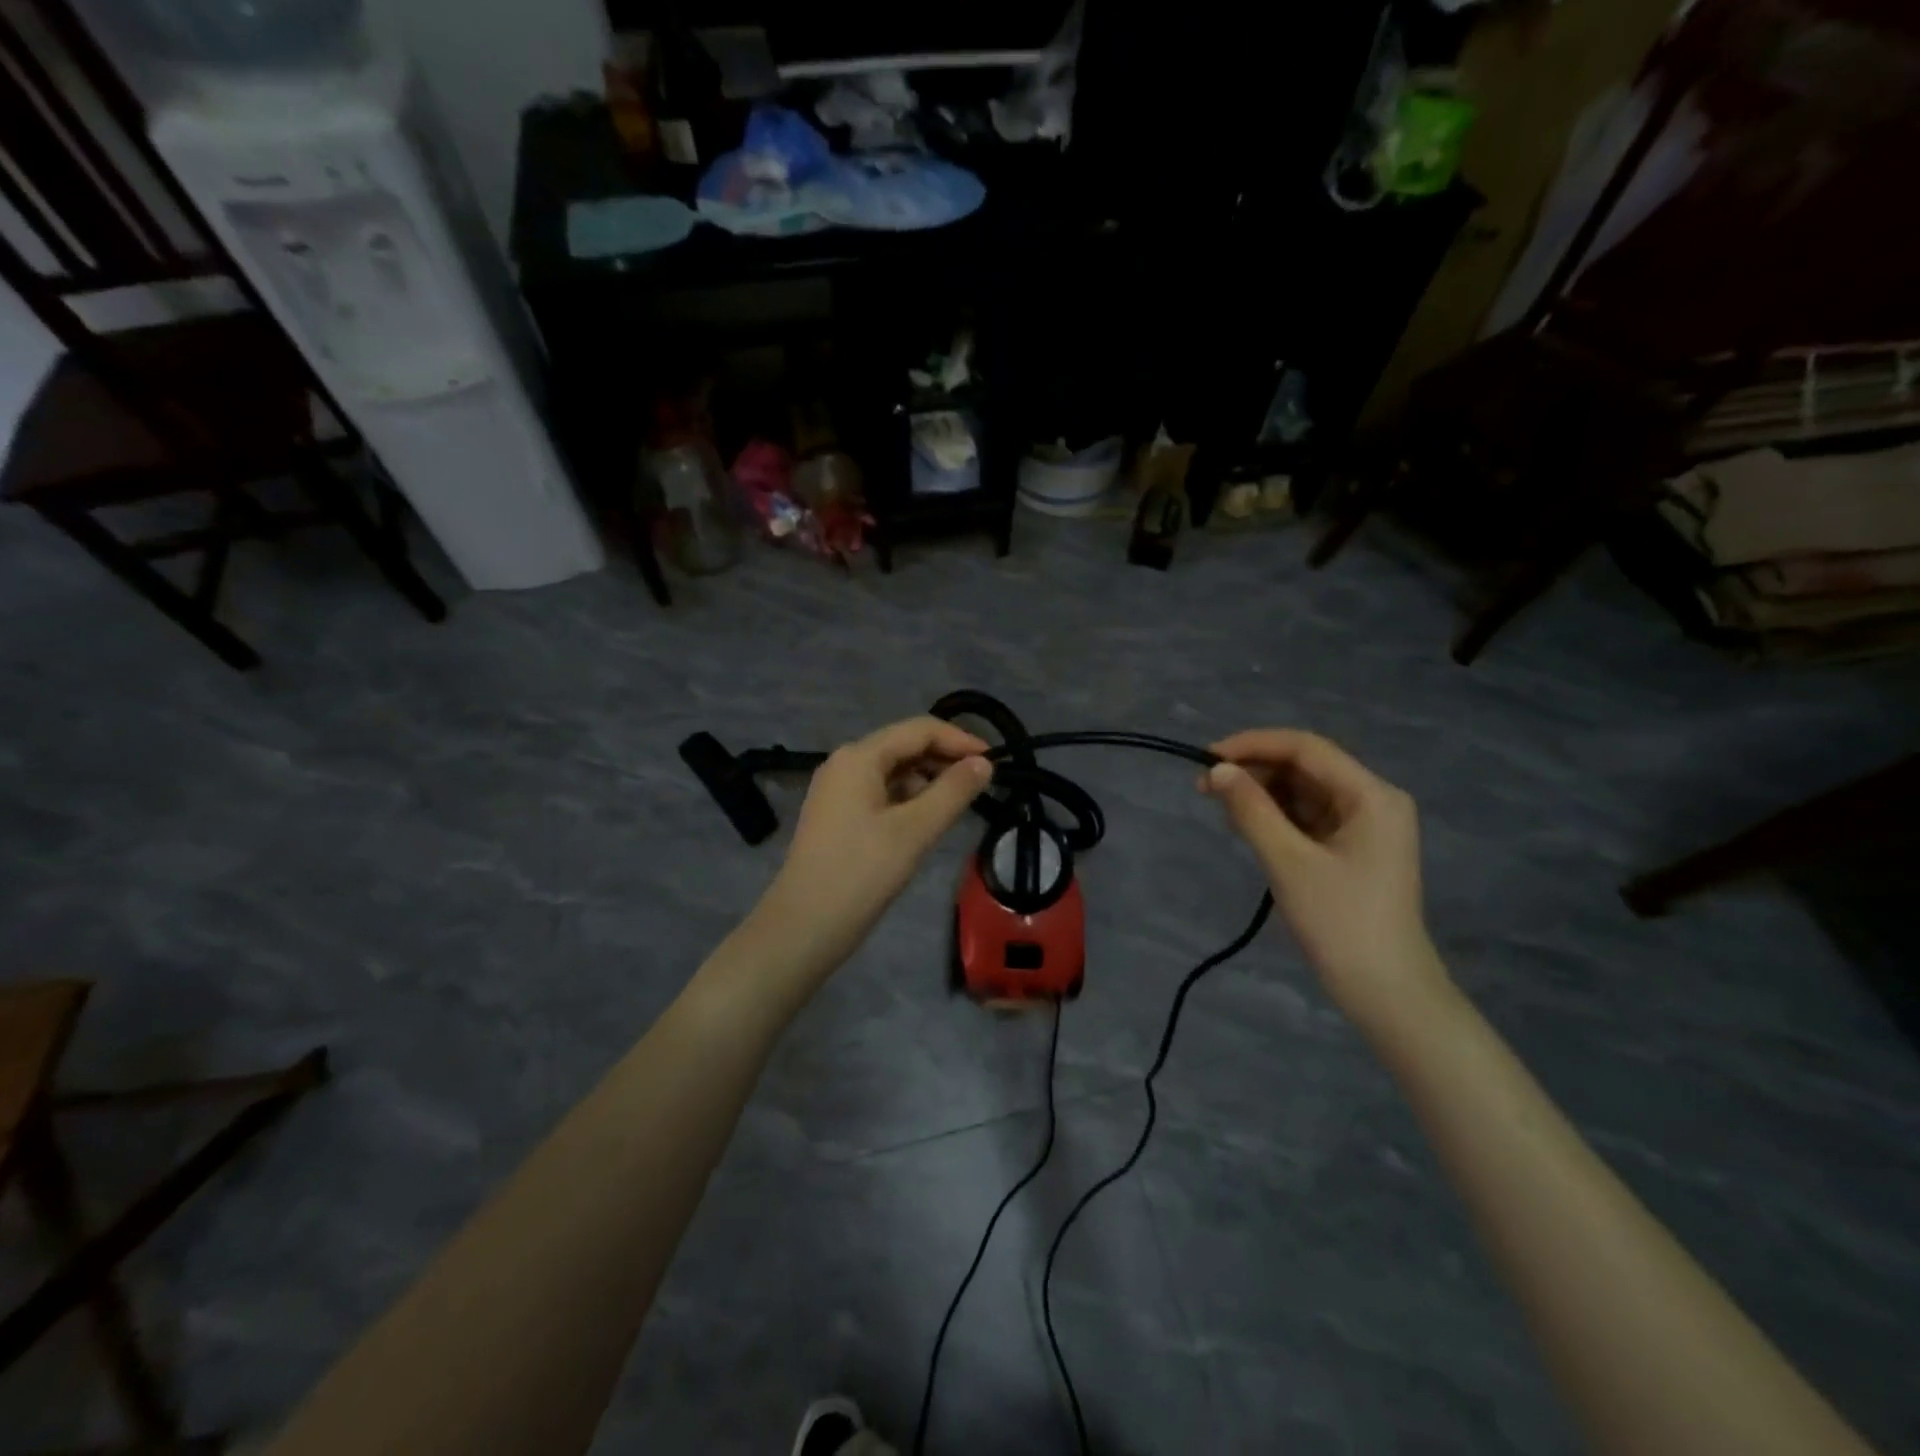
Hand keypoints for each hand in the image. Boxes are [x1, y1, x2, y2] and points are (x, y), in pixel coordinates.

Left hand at [755, 716, 991, 976]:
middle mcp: (845, 763)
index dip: (960, 740)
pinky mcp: (836, 815)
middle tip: (982, 784)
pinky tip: (926, 821)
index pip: (920, 729)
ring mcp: (836, 789)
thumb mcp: (916, 830)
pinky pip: (879, 792)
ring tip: (958, 804)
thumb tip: (984, 763)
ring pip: (893, 771)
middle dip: (945, 759)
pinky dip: (907, 799)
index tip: (995, 762)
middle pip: (904, 746)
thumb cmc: (862, 873)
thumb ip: (954, 791)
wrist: (804, 926)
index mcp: (860, 756)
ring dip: (928, 780)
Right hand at [1202, 730, 1448, 1027]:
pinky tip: (1246, 824)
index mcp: (1372, 795)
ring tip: (1221, 808)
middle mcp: (1373, 800)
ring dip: (1261, 793)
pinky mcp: (1352, 848)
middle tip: (1204, 787)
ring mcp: (1364, 825)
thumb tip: (1216, 770)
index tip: (1206, 757)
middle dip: (1254, 771)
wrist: (1385, 991)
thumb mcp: (1288, 862)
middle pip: (1305, 766)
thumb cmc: (1340, 922)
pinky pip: (1307, 816)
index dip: (1253, 744)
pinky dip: (1275, 816)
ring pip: (1303, 791)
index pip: (1306, 748)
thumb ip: (1251, 810)